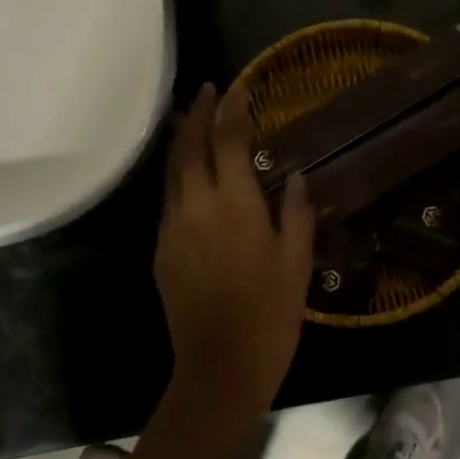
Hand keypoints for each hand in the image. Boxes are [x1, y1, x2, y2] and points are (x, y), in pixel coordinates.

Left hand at [155, 82, 315, 425]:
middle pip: (189, 147)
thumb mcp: (297, 263)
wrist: (218, 370)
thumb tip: (297, 175)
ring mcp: (173, 228)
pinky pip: (168, 199)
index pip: (227, 141)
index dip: (231, 111)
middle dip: (197, 114)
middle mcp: (197, 207)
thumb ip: (297, 213)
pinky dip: (176, 174)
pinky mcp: (162, 250)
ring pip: (171, 170)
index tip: (236, 88)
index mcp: (234, 205)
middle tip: (206, 90)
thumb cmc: (269, 316)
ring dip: (180, 140)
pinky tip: (187, 174)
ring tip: (189, 118)